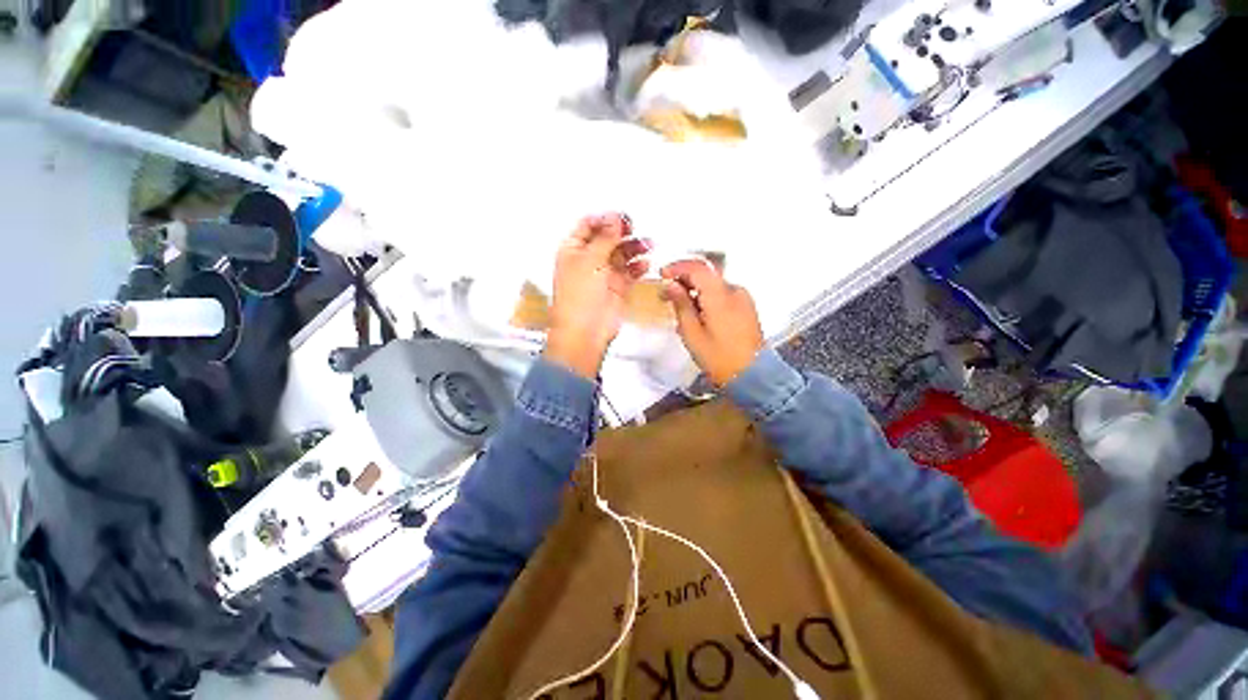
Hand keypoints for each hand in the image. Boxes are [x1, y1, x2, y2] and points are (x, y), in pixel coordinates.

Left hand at [545, 213, 649, 378]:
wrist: (586, 332)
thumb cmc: (577, 301)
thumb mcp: (590, 260)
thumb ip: (605, 237)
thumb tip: (614, 218)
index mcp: (573, 250)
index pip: (588, 225)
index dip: (605, 218)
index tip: (620, 216)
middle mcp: (587, 261)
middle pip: (607, 238)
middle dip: (621, 231)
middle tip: (634, 227)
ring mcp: (603, 275)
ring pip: (621, 254)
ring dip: (634, 248)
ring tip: (647, 244)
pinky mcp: (616, 288)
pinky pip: (630, 272)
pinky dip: (638, 266)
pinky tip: (645, 263)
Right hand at [661, 260, 763, 385]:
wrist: (752, 375)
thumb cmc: (718, 358)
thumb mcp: (692, 333)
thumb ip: (681, 305)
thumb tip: (670, 284)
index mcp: (720, 296)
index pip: (698, 268)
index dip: (677, 267)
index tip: (662, 274)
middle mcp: (735, 291)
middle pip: (706, 273)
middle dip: (684, 278)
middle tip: (667, 291)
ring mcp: (743, 298)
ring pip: (714, 283)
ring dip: (696, 288)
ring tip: (680, 305)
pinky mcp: (746, 307)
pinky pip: (723, 293)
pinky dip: (708, 296)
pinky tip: (697, 312)